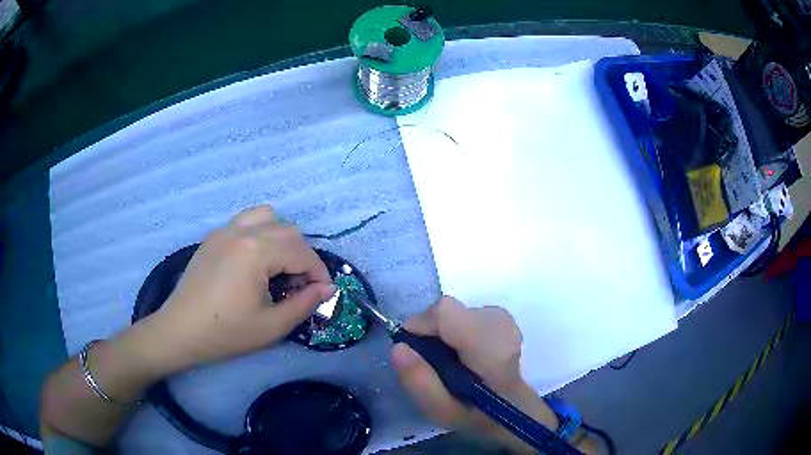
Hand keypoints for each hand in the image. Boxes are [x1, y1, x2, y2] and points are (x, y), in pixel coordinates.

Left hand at [148, 205, 334, 368]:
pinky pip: (245, 221)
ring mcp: (225, 230)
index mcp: (256, 252)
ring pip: (267, 217)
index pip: (302, 252)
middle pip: (288, 231)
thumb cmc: (225, 332)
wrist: (180, 331)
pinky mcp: (213, 237)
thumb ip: (304, 304)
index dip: (319, 273)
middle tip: (301, 285)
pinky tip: (255, 260)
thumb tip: (327, 289)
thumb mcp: (271, 326)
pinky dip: (260, 232)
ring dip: (282, 237)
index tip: (323, 293)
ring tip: (279, 265)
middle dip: (303, 256)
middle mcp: (242, 232)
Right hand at [391, 297, 558, 453]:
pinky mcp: (502, 318)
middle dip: (430, 330)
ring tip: (447, 359)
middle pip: (448, 310)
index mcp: (490, 349)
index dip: (421, 324)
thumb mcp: (441, 411)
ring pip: (455, 312)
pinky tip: (463, 352)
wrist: (514, 409)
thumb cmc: (478, 415)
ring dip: (442, 331)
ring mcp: (504, 319)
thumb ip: (419, 382)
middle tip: (428, 360)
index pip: (446, 312)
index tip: (412, 348)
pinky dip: (455, 330)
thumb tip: (399, 347)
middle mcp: (501, 325)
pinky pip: (465, 314)